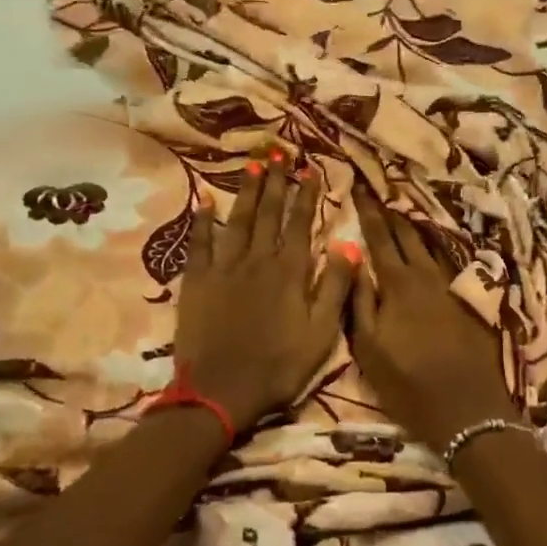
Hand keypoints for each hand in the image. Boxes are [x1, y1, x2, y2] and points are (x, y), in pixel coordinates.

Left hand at [174, 150, 355, 433]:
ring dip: (246, 191)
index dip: (306, 195)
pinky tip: (204, 201)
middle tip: (279, 153)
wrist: (220, 392)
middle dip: (276, 181)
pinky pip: (200, 243)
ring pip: (238, 220)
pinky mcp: (197, 281)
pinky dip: (203, 221)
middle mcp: (258, 259)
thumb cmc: (278, 367)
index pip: (300, 222)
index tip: (310, 169)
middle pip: (268, 212)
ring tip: (253, 166)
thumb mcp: (322, 333)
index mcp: (290, 271)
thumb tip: (348, 244)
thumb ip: (336, 286)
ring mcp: (224, 268)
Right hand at [349, 185, 516, 451]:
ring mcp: (450, 286)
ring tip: (402, 208)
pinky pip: (447, 261)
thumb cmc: (409, 384)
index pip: (380, 237)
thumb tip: (352, 258)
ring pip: (429, 244)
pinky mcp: (468, 300)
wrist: (469, 410)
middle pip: (407, 234)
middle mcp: (426, 276)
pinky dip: (435, 246)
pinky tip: (432, 244)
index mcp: (398, 284)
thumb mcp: (369, 348)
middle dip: (390, 211)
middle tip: (379, 190)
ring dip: (414, 225)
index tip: (359, 187)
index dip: (368, 211)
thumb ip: (359, 300)